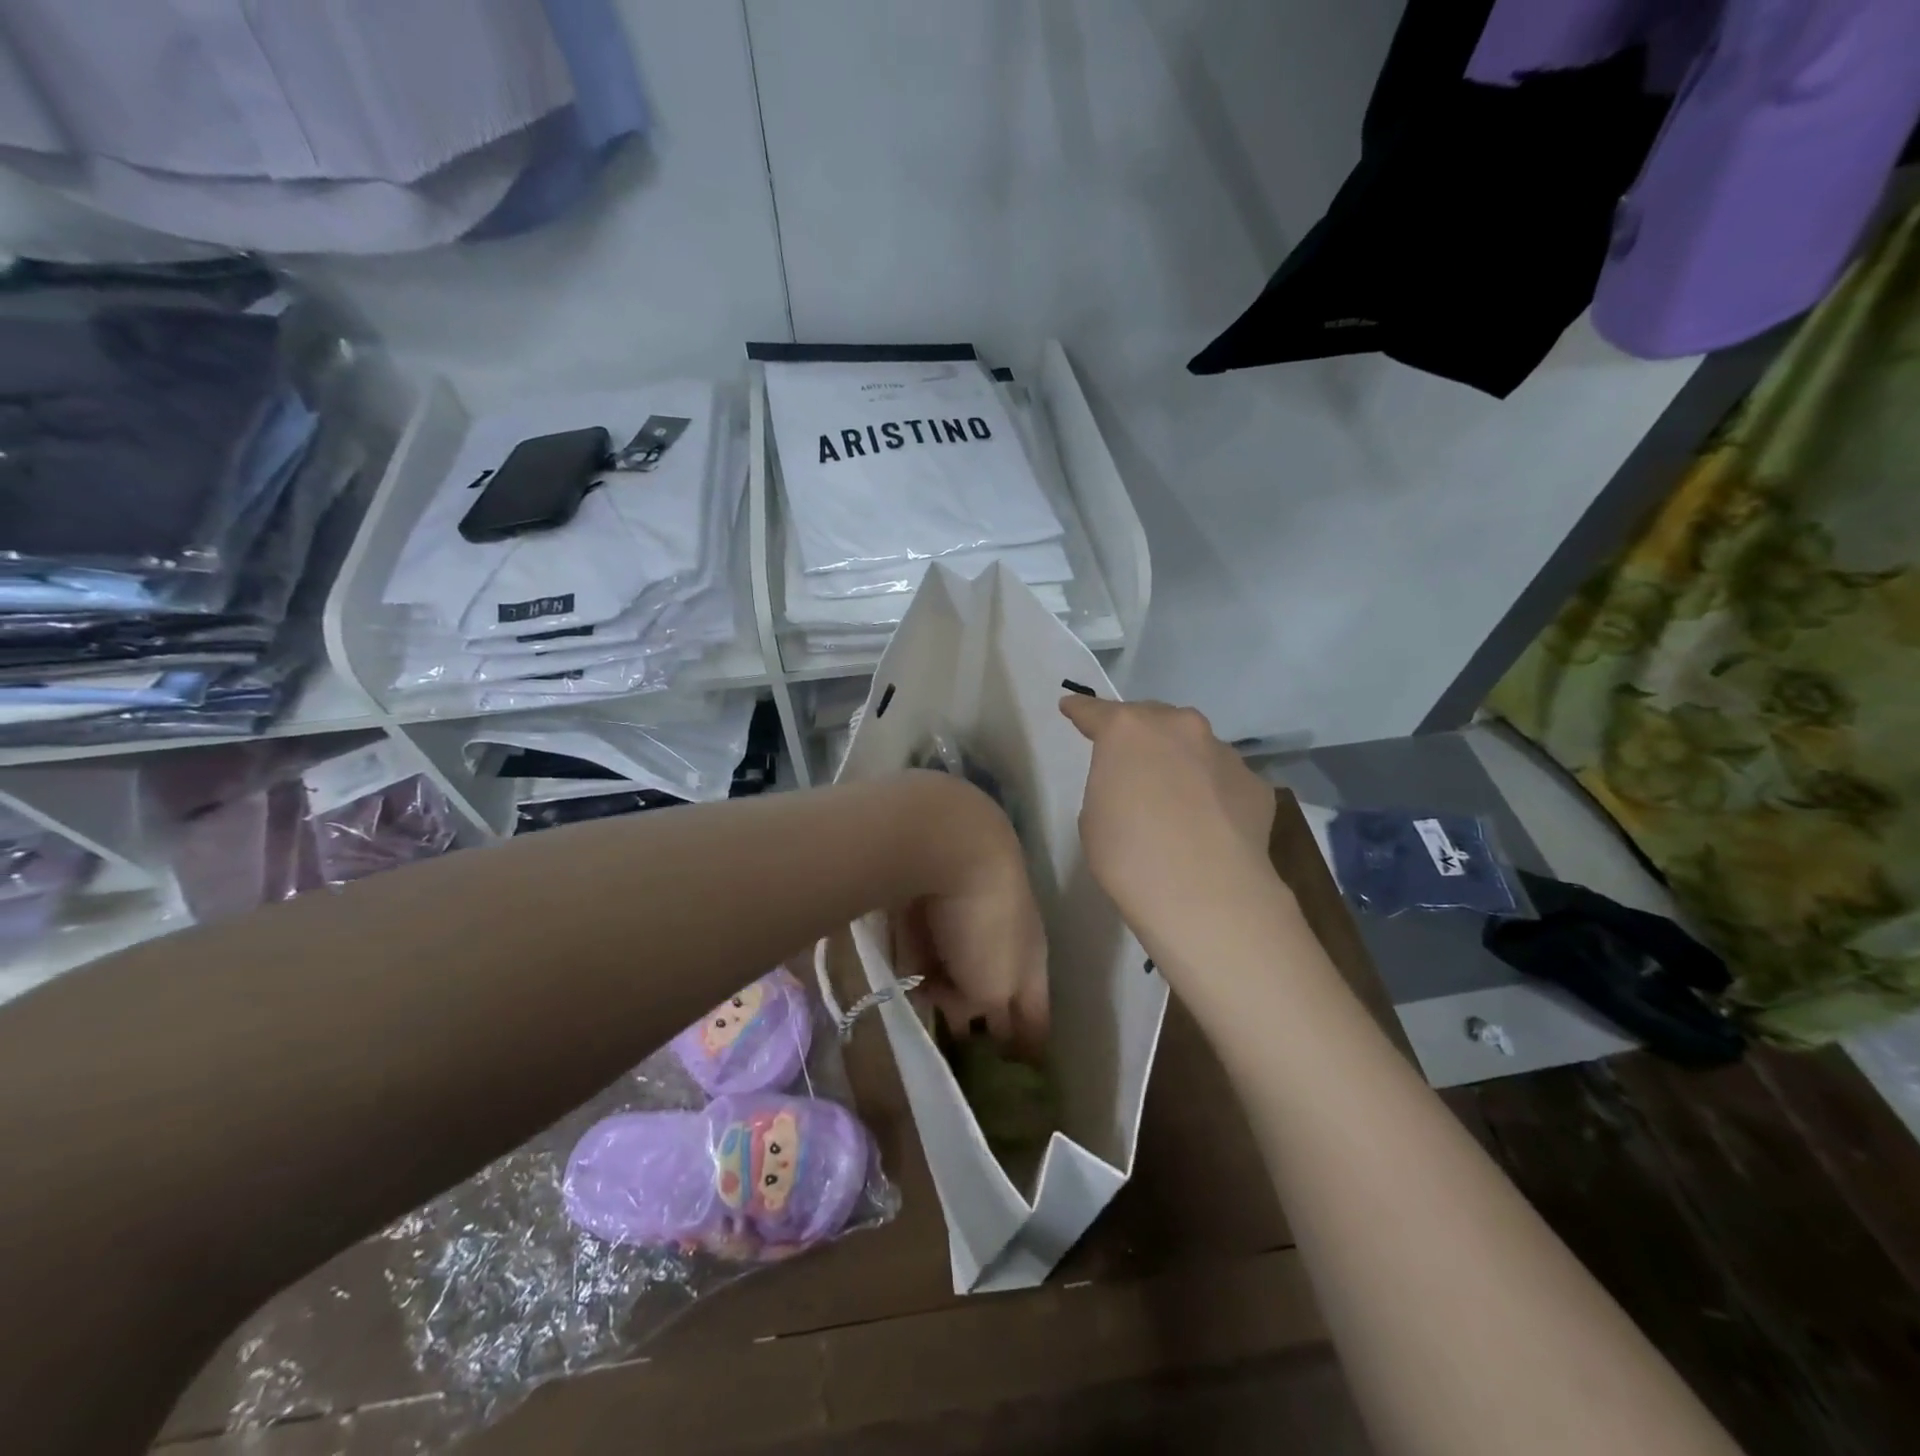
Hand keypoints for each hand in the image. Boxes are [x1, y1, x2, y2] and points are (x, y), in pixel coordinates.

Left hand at [891, 773, 1049, 1057]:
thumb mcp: (991, 986)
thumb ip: (981, 1010)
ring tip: (931, 1013)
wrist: (950, 842)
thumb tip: (962, 1012)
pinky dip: (921, 960)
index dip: (1031, 1046)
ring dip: (947, 989)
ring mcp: (965, 915)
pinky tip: (907, 974)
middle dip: (984, 1017)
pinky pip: (927, 942)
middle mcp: (1002, 938)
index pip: (1036, 1015)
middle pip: (994, 989)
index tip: (1024, 1072)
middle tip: (968, 1048)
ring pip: (957, 965)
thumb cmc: (984, 922)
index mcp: (1030, 961)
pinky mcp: (929, 899)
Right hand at [1059, 696, 1276, 946]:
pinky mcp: (1255, 783)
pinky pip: (1224, 779)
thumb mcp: (1094, 817)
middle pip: (1152, 718)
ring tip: (1175, 798)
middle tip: (1129, 761)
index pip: (1095, 712)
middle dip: (1139, 734)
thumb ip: (1110, 785)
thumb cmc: (1129, 855)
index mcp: (1127, 730)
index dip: (1080, 711)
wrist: (1207, 895)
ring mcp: (1223, 752)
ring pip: (1194, 746)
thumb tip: (1136, 787)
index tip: (1070, 708)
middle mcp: (1179, 728)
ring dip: (1180, 761)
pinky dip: (1212, 792)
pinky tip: (1209, 823)